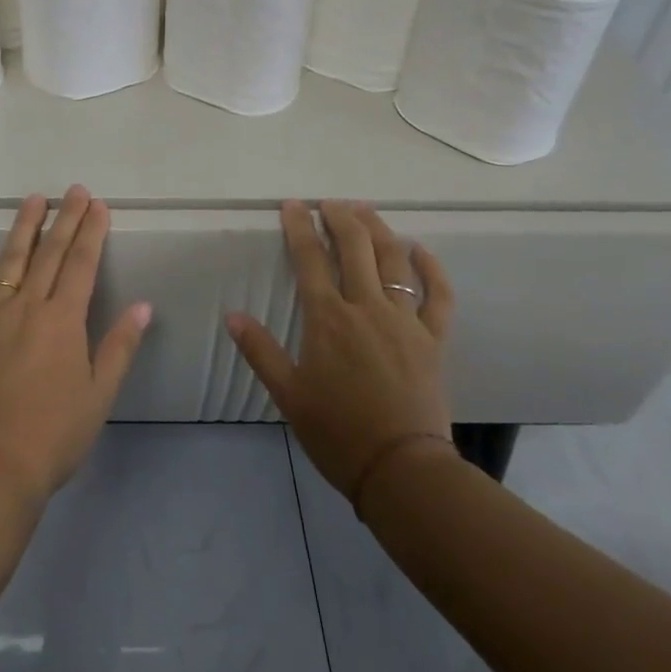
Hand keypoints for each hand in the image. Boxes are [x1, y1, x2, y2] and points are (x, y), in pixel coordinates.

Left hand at [0, 186, 151, 507]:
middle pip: (49, 253)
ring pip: (8, 262)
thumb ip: (120, 345)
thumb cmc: (55, 435)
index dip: (92, 231)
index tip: (98, 205)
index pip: (82, 263)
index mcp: (62, 320)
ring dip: (23, 228)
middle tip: (74, 191)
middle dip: (65, 218)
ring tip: (34, 200)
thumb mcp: (100, 394)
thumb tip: (143, 305)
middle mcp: (26, 307)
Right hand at [228, 201, 455, 499]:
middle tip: (328, 202)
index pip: (309, 259)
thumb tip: (233, 316)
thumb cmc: (337, 432)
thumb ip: (260, 351)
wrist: (401, 469)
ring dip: (378, 229)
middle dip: (340, 218)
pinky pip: (437, 295)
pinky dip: (431, 269)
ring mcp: (404, 320)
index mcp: (328, 319)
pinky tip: (421, 250)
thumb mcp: (288, 394)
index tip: (292, 205)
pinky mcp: (433, 338)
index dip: (299, 227)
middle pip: (354, 248)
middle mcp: (366, 308)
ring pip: (394, 260)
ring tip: (365, 210)